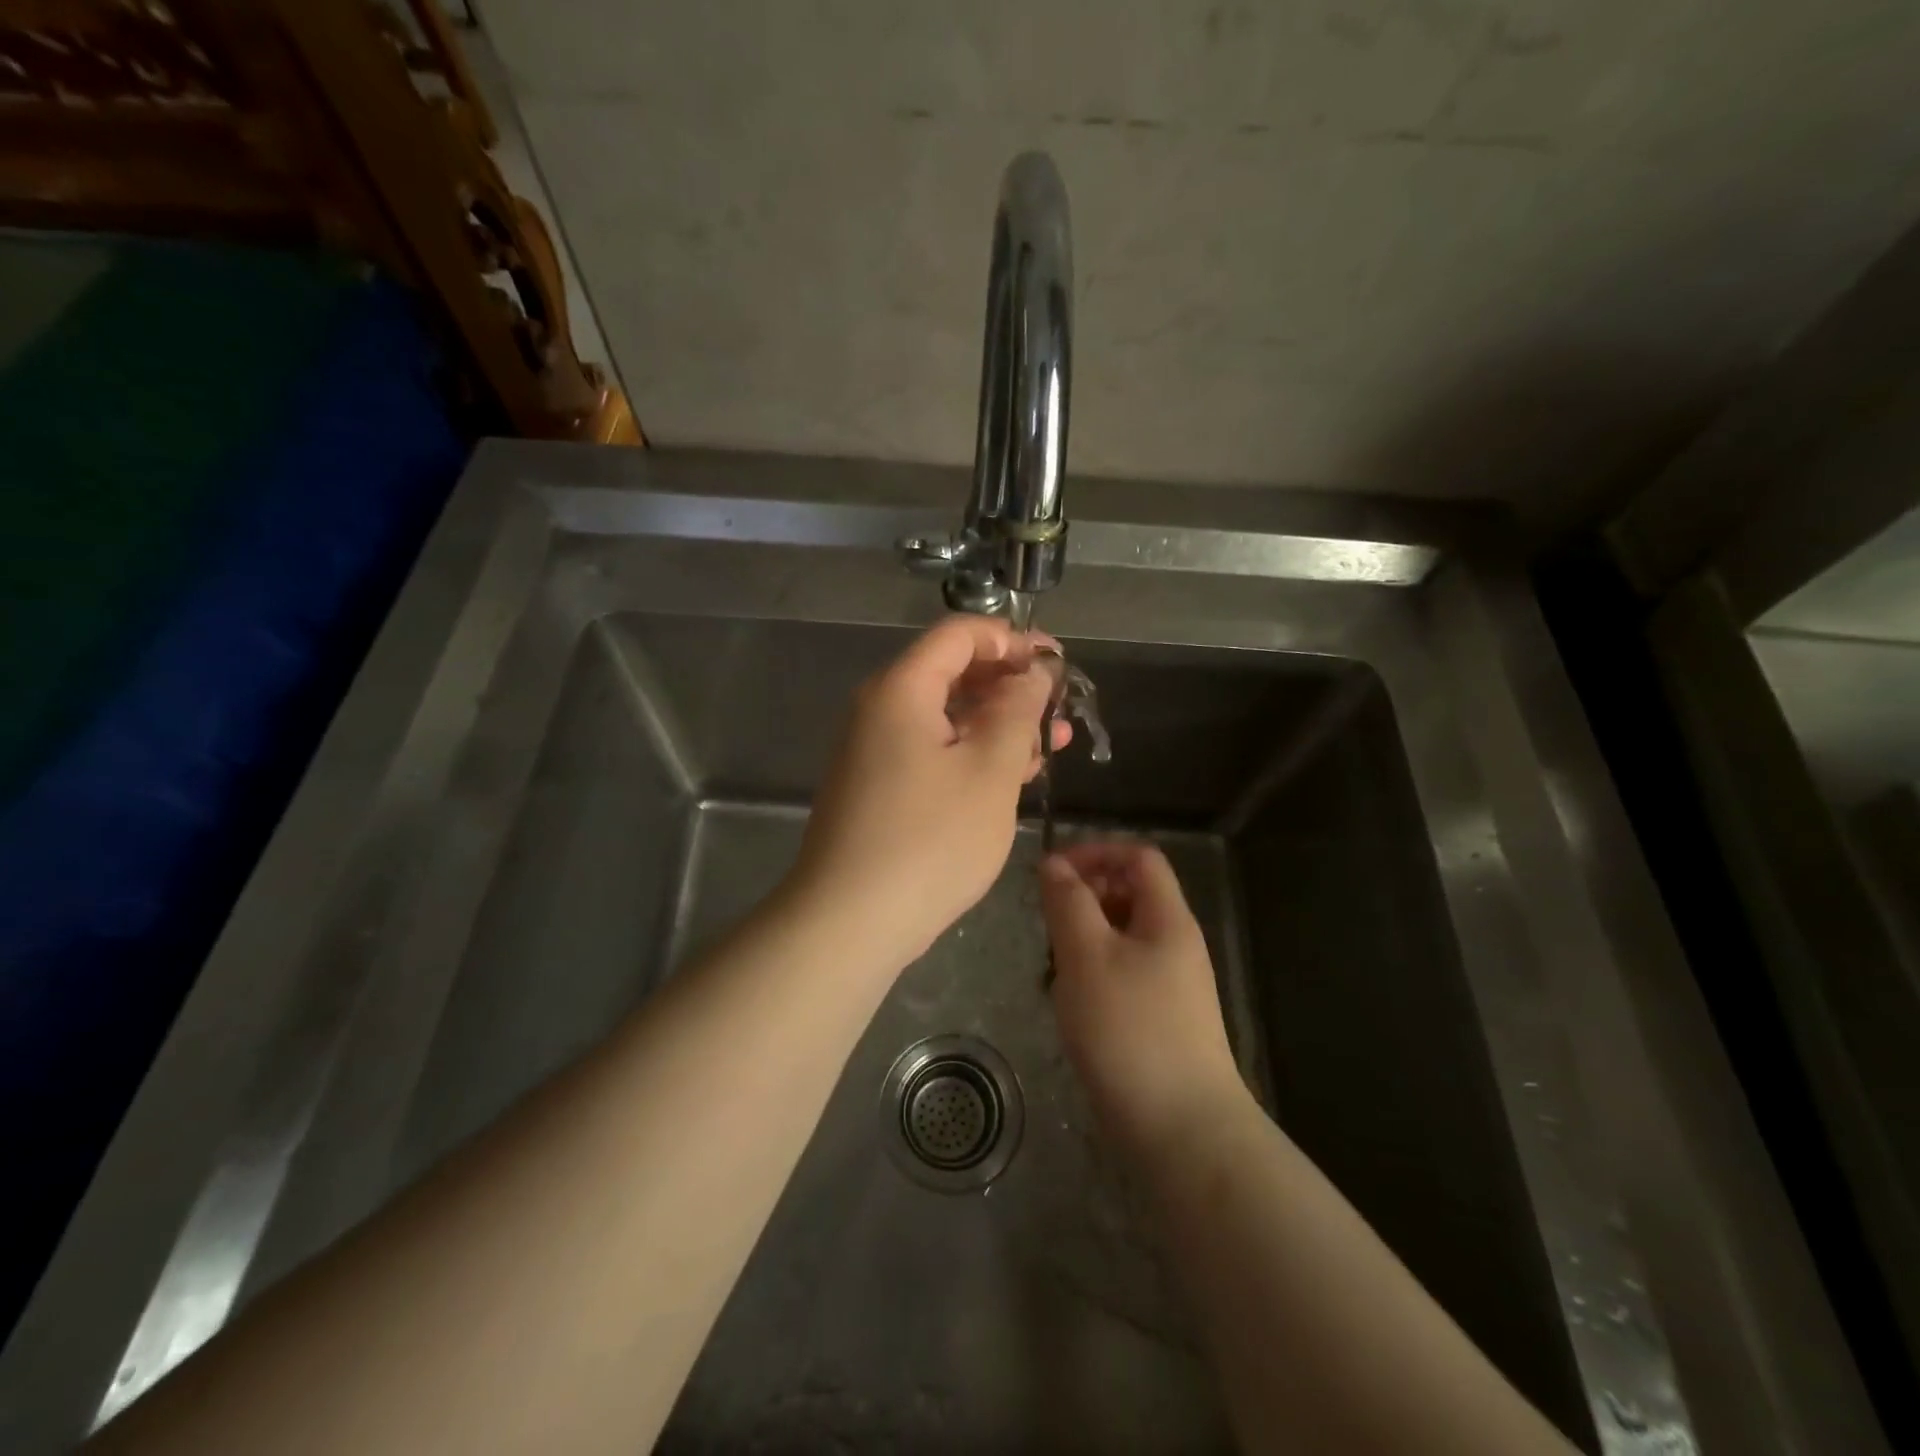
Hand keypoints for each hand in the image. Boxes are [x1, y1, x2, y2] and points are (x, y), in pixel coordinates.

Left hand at [790, 616, 1066, 967]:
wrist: (849, 922)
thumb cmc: (930, 840)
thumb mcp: (990, 771)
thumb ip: (1018, 711)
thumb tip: (1032, 673)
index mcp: (901, 689)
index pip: (959, 634)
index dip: (1012, 640)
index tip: (1057, 663)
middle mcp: (880, 709)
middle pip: (952, 673)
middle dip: (1011, 686)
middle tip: (1060, 710)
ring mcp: (875, 750)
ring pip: (945, 717)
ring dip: (998, 724)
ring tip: (1051, 746)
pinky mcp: (878, 787)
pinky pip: (932, 751)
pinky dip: (972, 754)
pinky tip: (1012, 777)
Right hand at [1040, 841, 1249, 1150]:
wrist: (1181, 1130)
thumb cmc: (1129, 1030)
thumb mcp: (1087, 956)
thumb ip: (1068, 903)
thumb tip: (1054, 864)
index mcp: (1168, 918)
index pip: (1138, 857)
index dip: (1095, 852)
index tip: (1052, 873)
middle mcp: (1175, 943)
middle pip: (1130, 894)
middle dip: (1084, 897)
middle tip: (1049, 925)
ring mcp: (1171, 984)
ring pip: (1121, 936)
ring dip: (1084, 939)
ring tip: (1055, 969)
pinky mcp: (1160, 1018)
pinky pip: (1122, 973)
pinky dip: (1093, 974)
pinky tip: (1072, 1005)